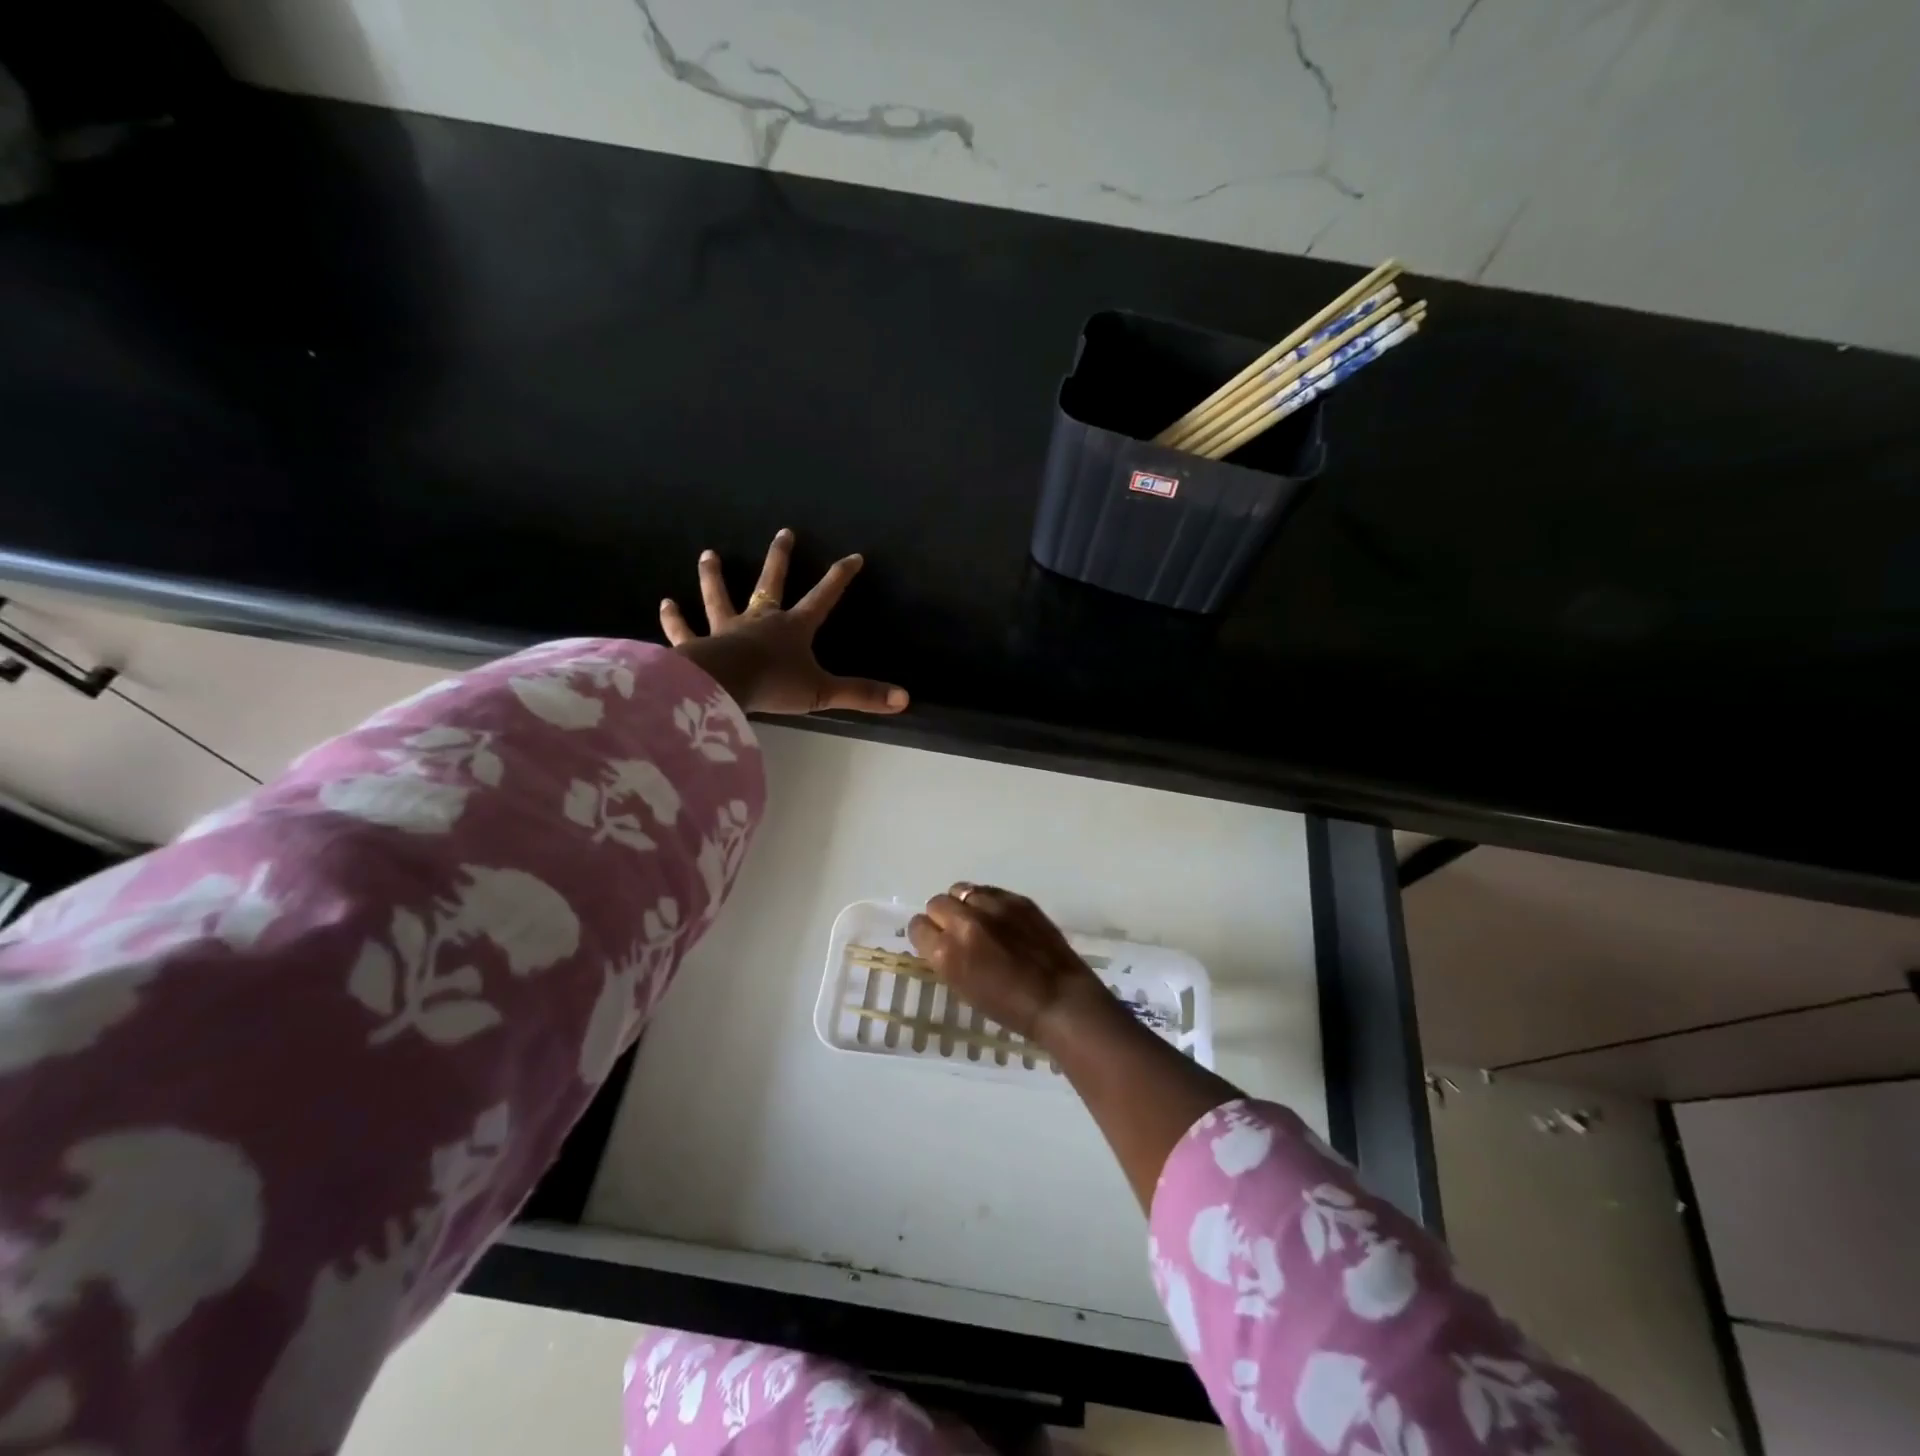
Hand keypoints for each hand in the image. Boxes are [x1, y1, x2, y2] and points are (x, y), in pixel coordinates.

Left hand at [661, 529, 907, 715]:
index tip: (853, 556)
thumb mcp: (823, 692)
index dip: (839, 577)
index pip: (823, 597)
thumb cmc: (774, 685)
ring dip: (714, 577)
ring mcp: (725, 629)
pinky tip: (665, 604)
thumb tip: (904, 699)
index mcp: (793, 628)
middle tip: (784, 532)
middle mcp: (760, 620)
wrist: (724, 686)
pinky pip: (683, 629)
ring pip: (720, 597)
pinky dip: (674, 619)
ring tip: (708, 555)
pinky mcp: (696, 645)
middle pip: (771, 582)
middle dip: (780, 558)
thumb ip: (861, 695)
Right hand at [907, 884, 1108, 1043]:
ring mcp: (993, 907)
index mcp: (947, 952)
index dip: (925, 935)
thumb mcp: (964, 988)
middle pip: (937, 903)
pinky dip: (987, 901)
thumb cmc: (1009, 1008)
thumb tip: (941, 941)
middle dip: (942, 916)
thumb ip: (947, 959)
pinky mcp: (1016, 899)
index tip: (934, 942)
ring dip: (963, 904)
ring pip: (961, 890)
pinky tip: (999, 917)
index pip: (918, 927)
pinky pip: (988, 890)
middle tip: (957, 931)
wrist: (1059, 999)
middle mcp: (965, 922)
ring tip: (977, 919)